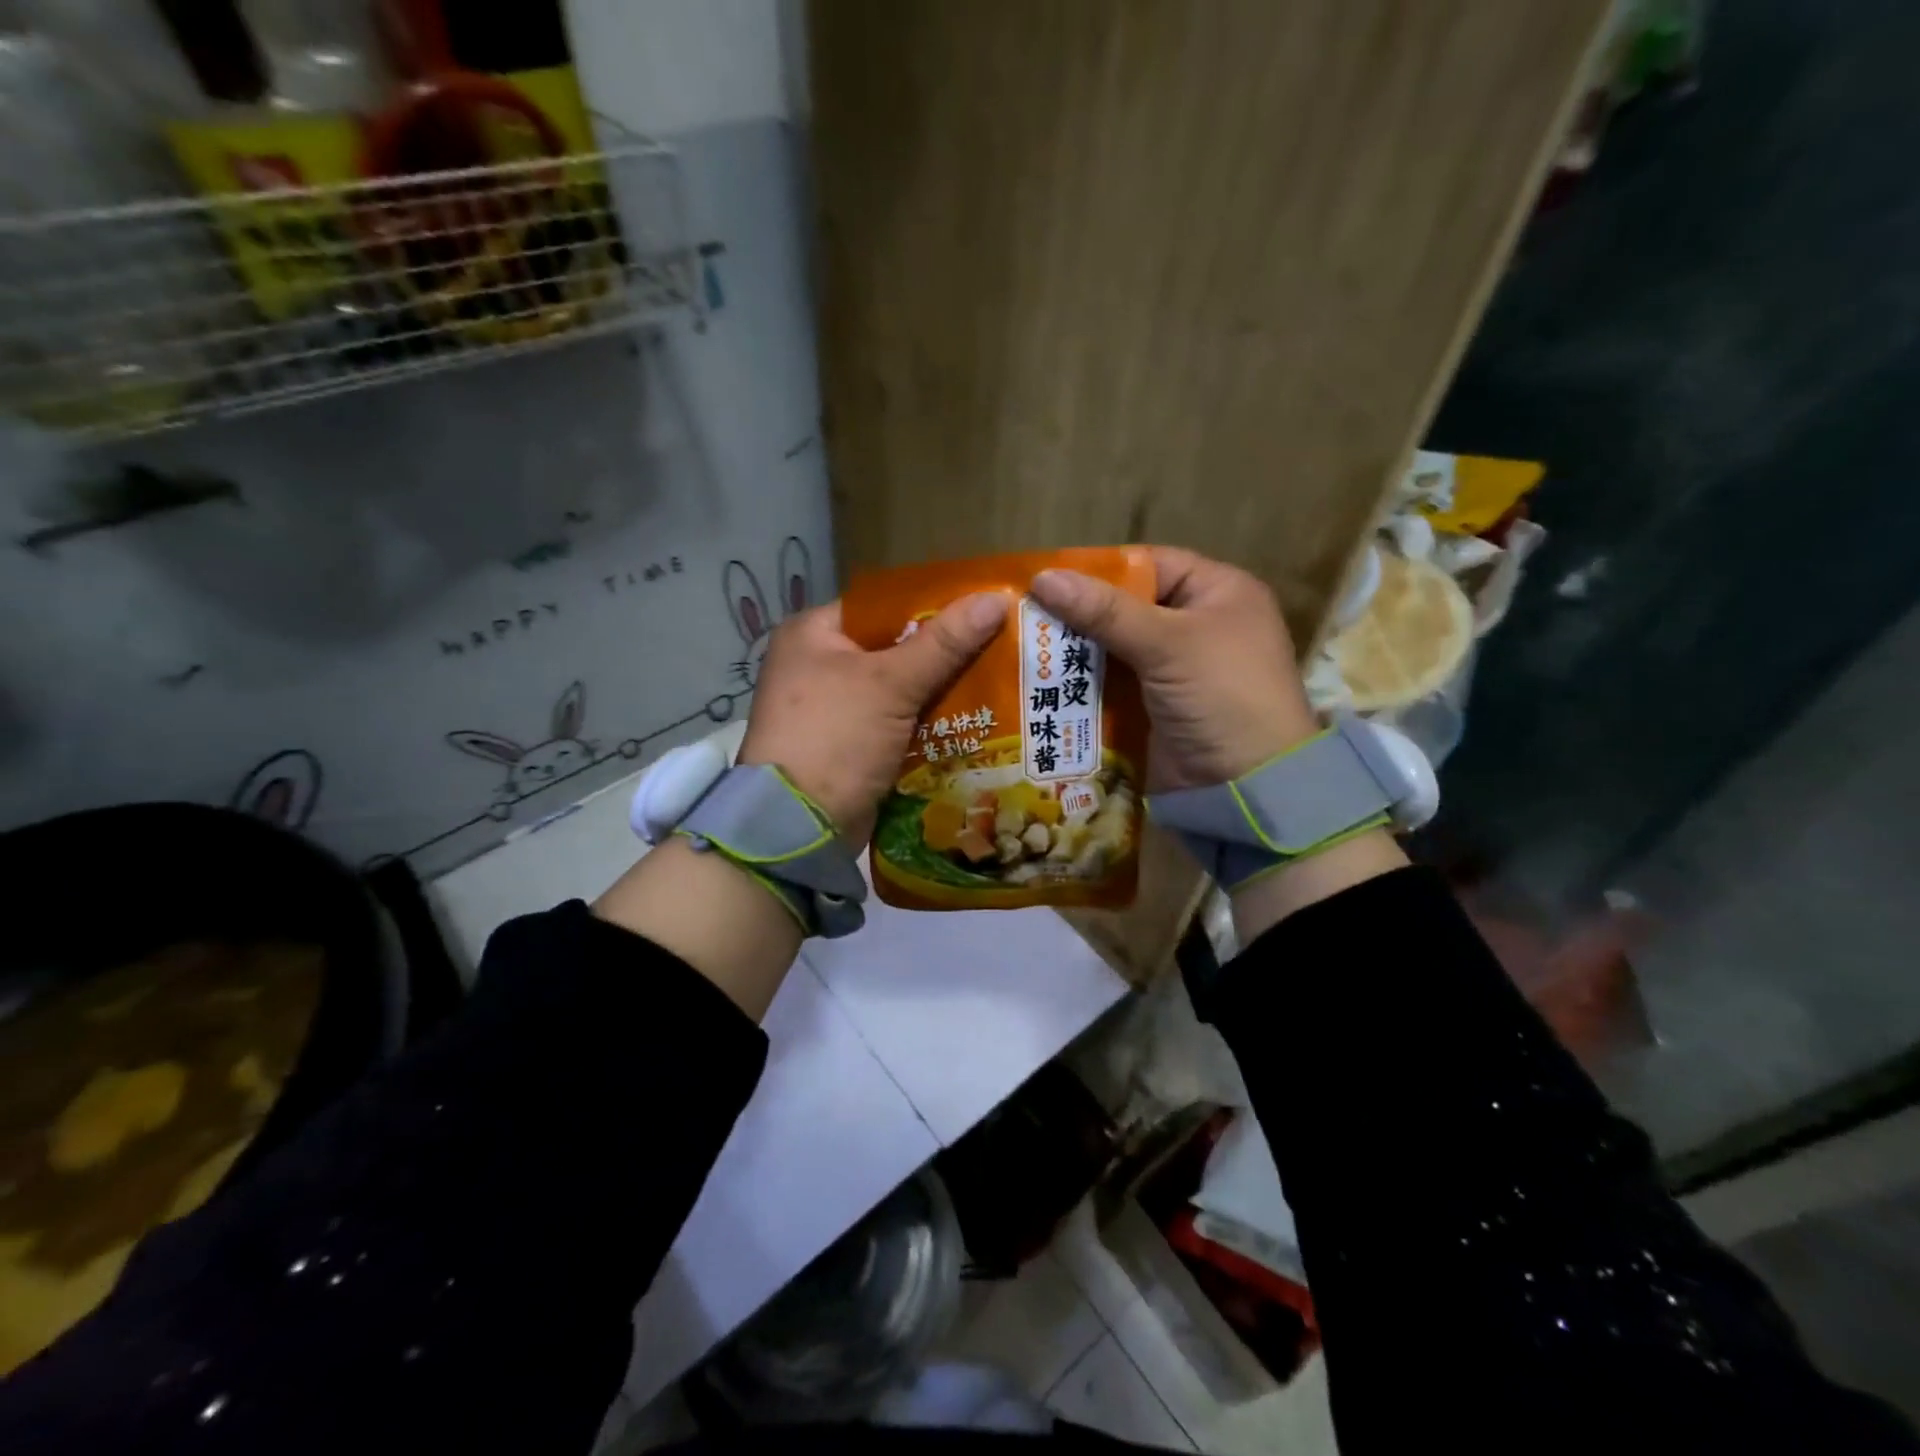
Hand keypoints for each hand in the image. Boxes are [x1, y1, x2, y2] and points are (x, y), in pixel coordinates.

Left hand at [739, 591, 1009, 841]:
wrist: (799, 826)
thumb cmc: (836, 737)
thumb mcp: (891, 683)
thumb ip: (944, 643)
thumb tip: (997, 597)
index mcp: (813, 634)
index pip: (883, 606)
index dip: (934, 606)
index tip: (983, 608)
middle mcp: (818, 665)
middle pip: (894, 648)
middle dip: (944, 653)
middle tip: (1001, 645)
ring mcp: (832, 709)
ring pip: (899, 688)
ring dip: (940, 691)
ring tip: (998, 679)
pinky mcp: (848, 745)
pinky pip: (896, 722)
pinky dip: (927, 723)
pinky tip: (973, 719)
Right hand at [1029, 547, 1318, 792]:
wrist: (1247, 785)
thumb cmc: (1221, 694)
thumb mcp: (1168, 643)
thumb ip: (1105, 611)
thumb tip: (1042, 577)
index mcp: (1216, 592)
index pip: (1148, 566)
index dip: (1099, 570)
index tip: (1046, 578)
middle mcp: (1195, 625)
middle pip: (1124, 608)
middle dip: (1077, 614)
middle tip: (1021, 615)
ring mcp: (1172, 670)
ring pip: (1111, 649)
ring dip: (1072, 652)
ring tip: (1020, 647)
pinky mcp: (1152, 707)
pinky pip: (1109, 685)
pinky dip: (1080, 684)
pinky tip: (1039, 681)